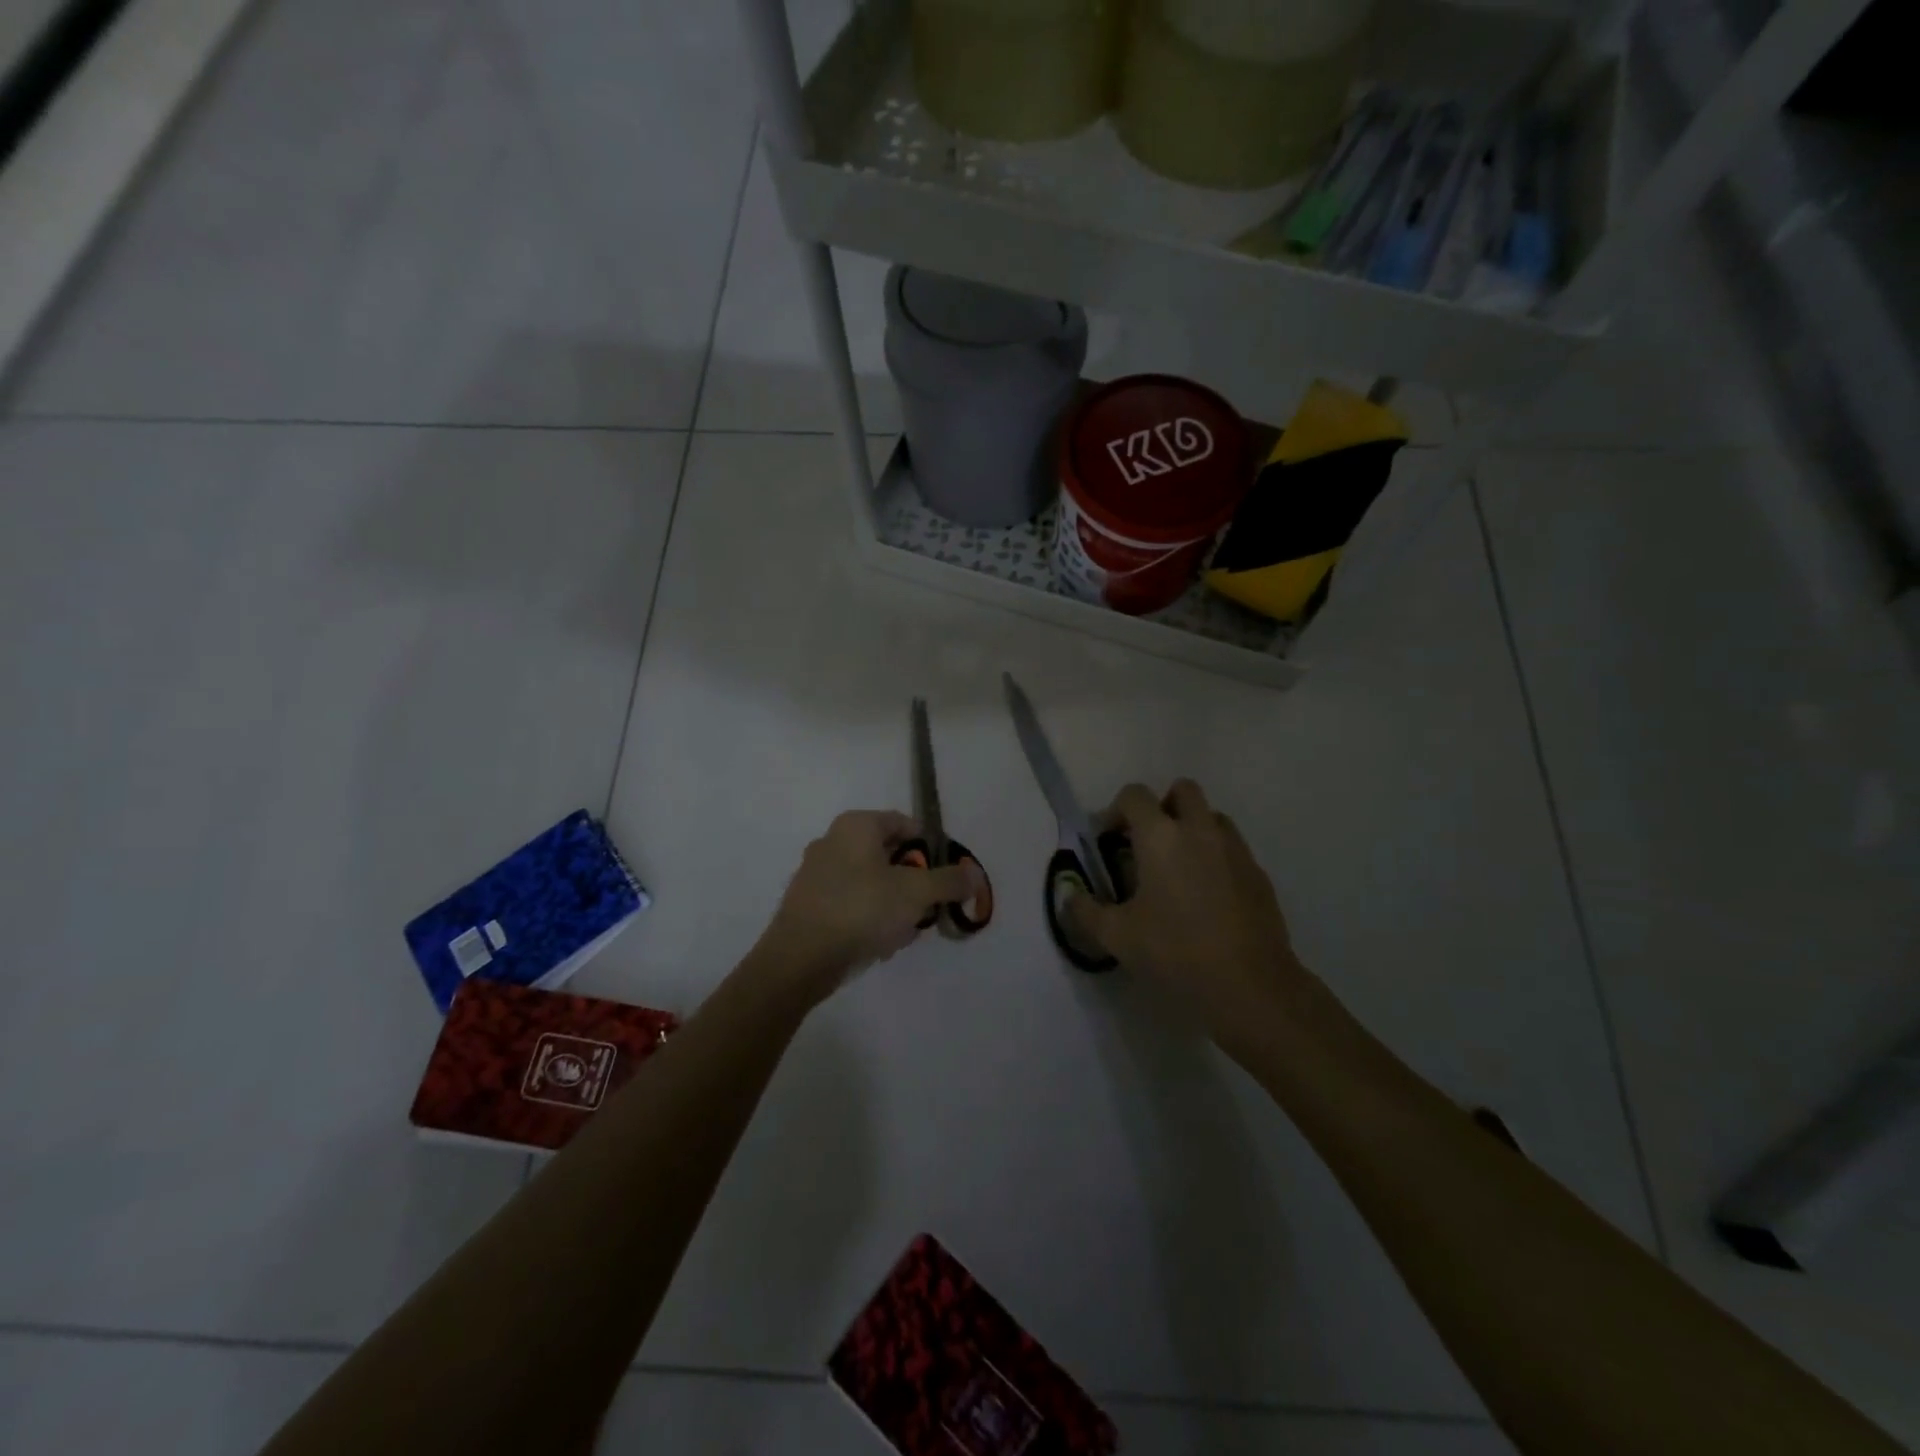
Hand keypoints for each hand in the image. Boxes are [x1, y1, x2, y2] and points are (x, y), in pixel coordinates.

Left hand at [757, 810, 983, 1005]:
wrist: (799, 959)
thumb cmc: (861, 910)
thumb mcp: (916, 893)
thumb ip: (949, 881)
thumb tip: (974, 874)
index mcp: (856, 825)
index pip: (906, 823)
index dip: (931, 848)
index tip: (946, 876)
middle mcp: (832, 841)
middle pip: (889, 855)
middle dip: (913, 882)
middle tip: (927, 907)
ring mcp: (816, 873)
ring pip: (871, 883)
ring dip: (894, 905)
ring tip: (905, 932)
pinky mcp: (809, 905)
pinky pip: (851, 904)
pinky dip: (870, 918)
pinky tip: (880, 943)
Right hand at [1066, 780, 1307, 1039]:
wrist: (1250, 986)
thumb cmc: (1175, 952)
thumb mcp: (1117, 936)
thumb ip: (1086, 911)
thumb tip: (1071, 896)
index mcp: (1161, 837)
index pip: (1135, 796)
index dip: (1116, 811)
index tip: (1108, 841)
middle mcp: (1200, 830)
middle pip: (1182, 790)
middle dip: (1162, 807)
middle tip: (1147, 844)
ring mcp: (1235, 849)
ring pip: (1212, 817)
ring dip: (1192, 828)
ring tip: (1179, 869)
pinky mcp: (1258, 873)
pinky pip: (1232, 848)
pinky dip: (1216, 858)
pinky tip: (1208, 897)